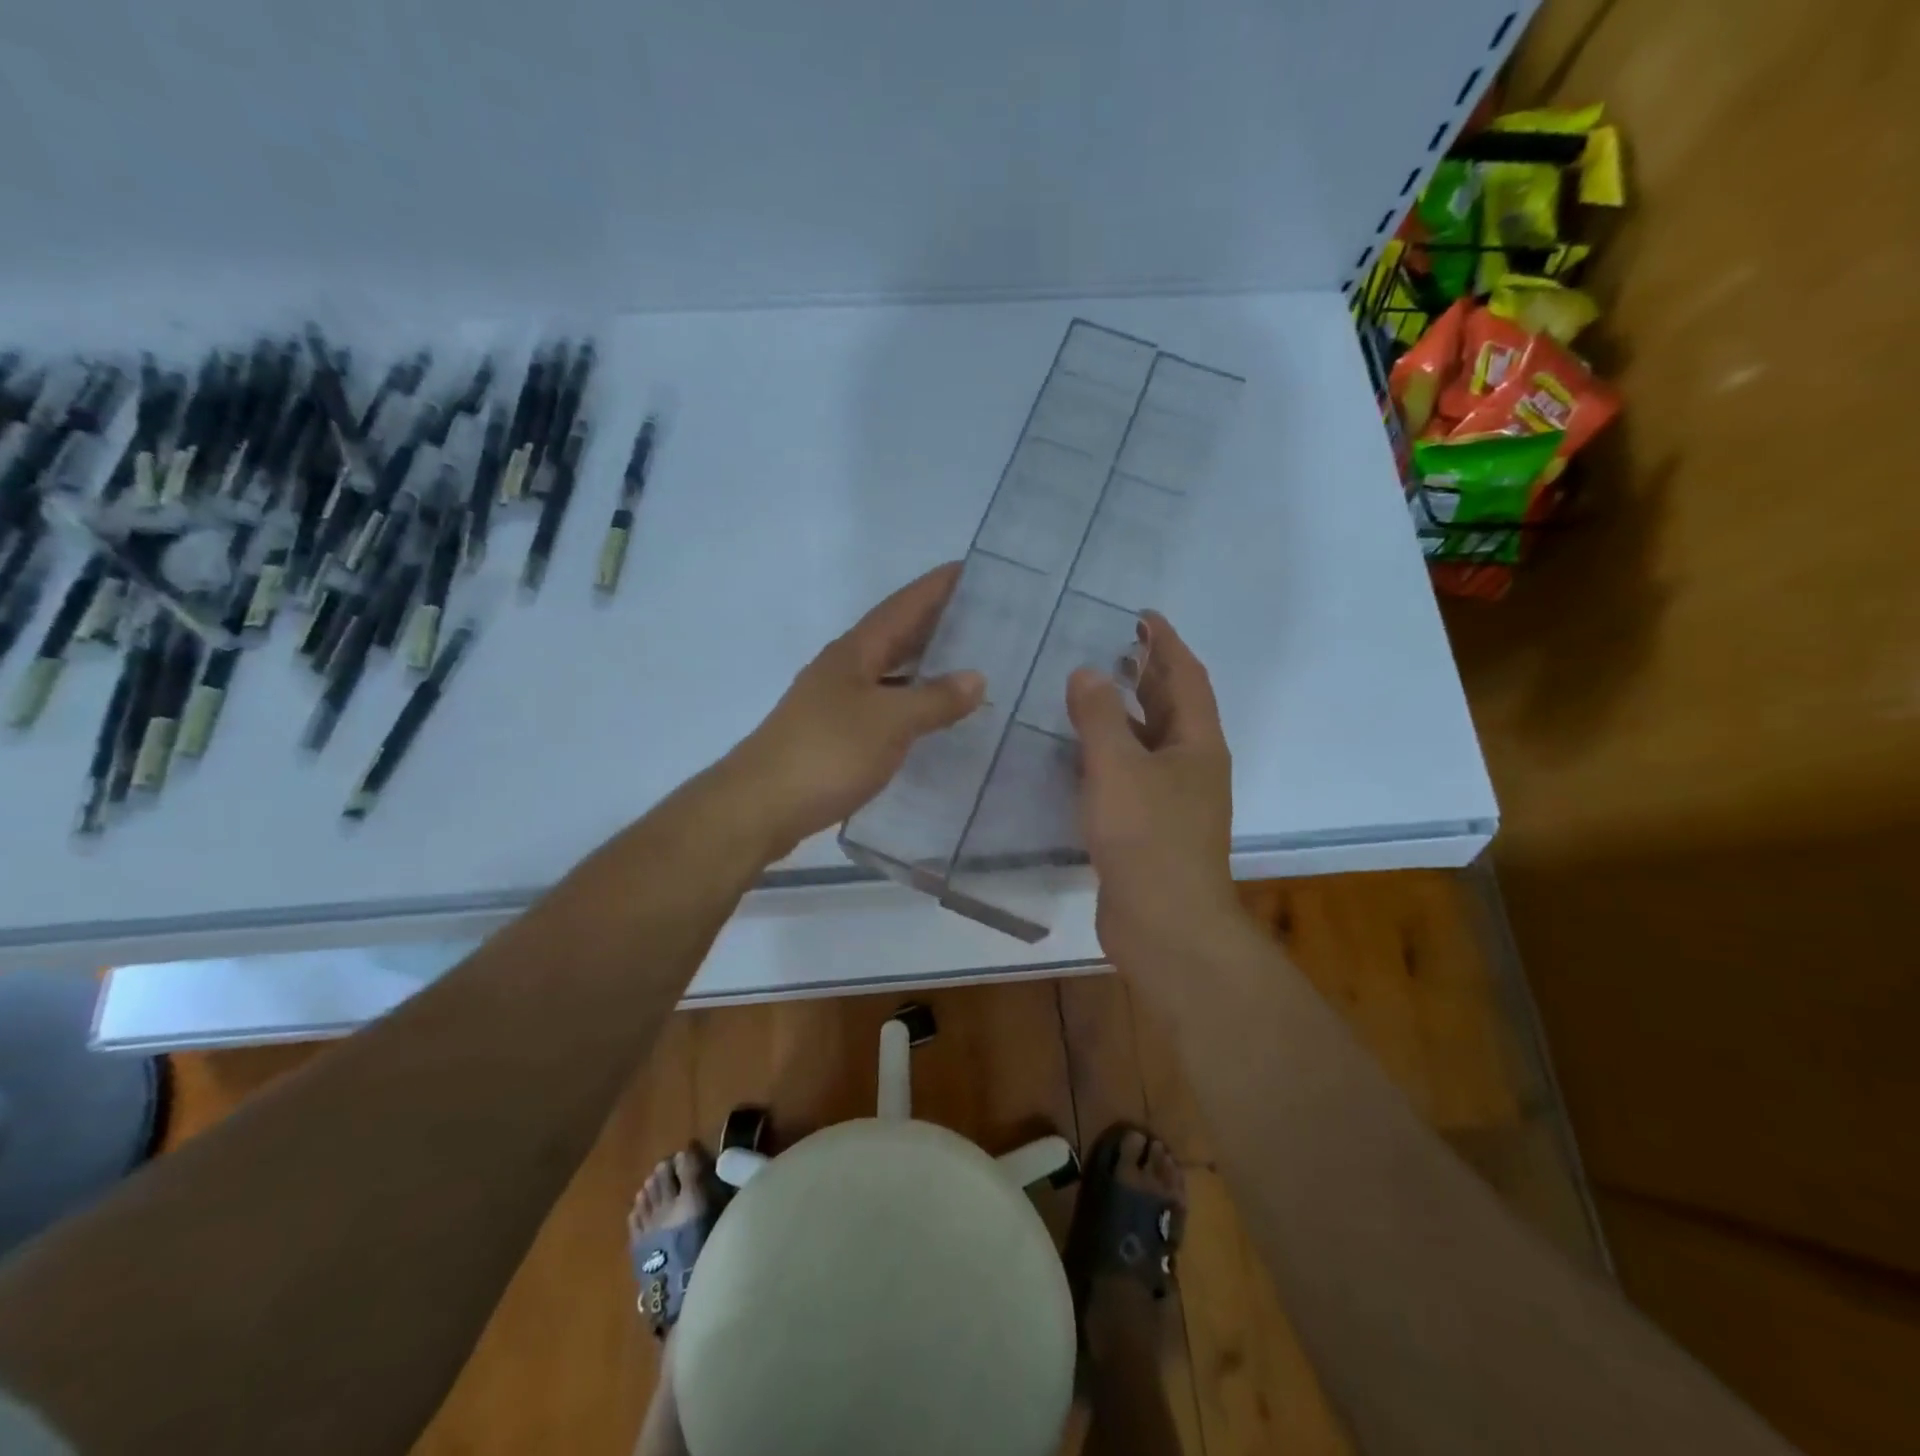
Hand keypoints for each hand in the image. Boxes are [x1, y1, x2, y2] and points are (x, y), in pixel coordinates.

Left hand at [728, 563, 984, 859]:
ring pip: (890, 670)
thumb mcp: (889, 722)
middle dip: (936, 621)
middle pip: (896, 634)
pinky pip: (884, 704)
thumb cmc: (826, 754)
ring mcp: (836, 702)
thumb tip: (977, 677)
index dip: (936, 587)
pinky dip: (911, 702)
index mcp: (855, 652)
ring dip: (925, 663)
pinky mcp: (835, 735)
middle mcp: (844, 669)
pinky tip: (931, 716)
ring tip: (968, 661)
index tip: (973, 569)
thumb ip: (934, 699)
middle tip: (984, 615)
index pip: (903, 606)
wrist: (759, 807)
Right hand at [1067, 612, 1237, 961]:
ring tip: (1088, 691)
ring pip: (1149, 743)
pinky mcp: (1149, 829)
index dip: (1165, 643)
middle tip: (1111, 647)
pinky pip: (1130, 776)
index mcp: (1196, 744)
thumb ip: (1098, 716)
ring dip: (1125, 714)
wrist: (1165, 925)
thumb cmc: (1146, 837)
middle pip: (1171, 708)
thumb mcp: (1117, 767)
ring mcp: (1172, 801)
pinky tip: (1077, 754)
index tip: (1141, 616)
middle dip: (1146, 675)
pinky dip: (1109, 755)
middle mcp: (1191, 767)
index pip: (1186, 677)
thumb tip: (1087, 672)